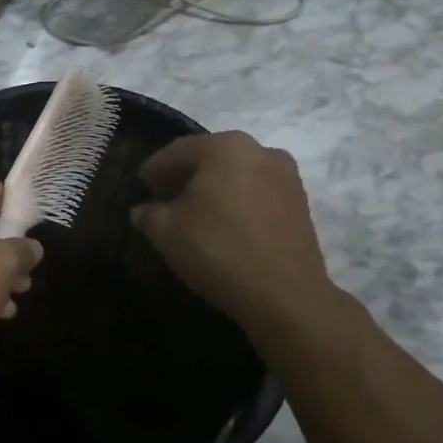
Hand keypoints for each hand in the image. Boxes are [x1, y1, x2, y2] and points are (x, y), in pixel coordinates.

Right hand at [130, 132, 337, 332]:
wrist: (285, 296)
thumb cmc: (218, 250)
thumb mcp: (165, 231)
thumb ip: (148, 213)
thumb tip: (144, 211)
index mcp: (225, 146)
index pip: (177, 151)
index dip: (154, 169)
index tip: (141, 186)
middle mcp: (260, 151)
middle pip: (210, 158)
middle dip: (185, 176)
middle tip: (164, 198)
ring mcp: (287, 176)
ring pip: (236, 174)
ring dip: (213, 188)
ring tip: (194, 214)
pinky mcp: (301, 203)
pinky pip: (257, 192)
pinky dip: (237, 201)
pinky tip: (224, 224)